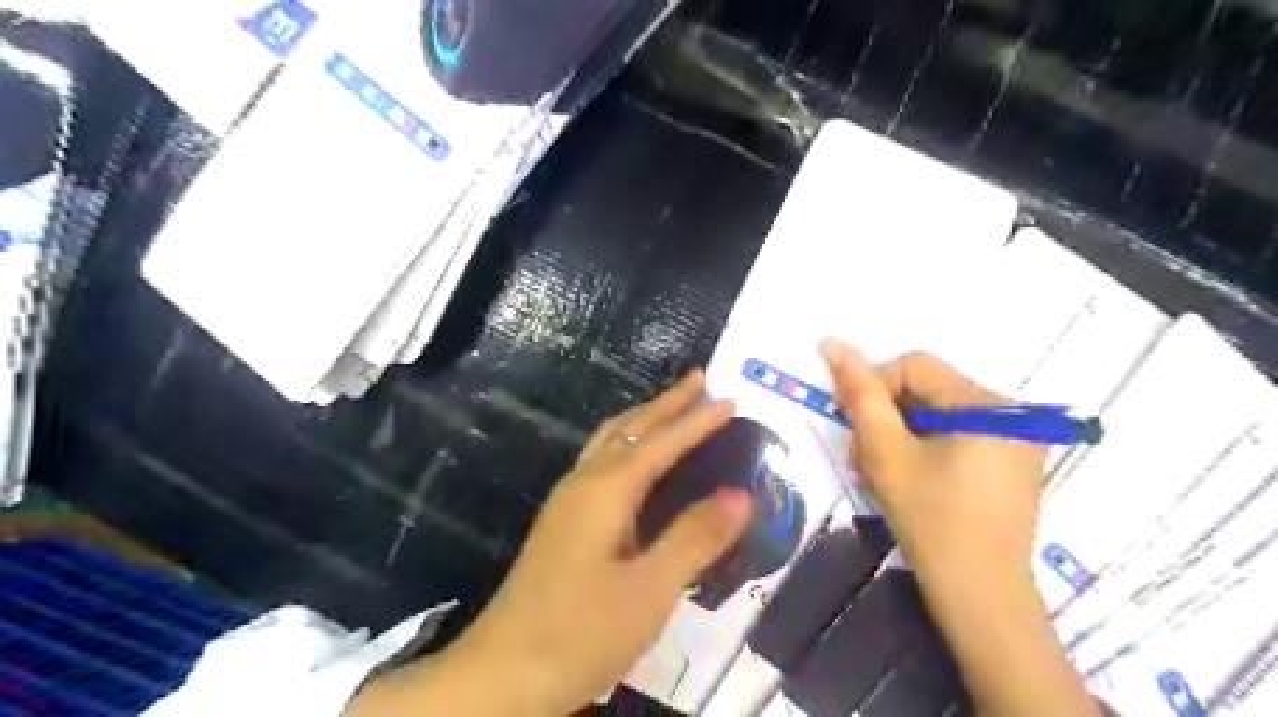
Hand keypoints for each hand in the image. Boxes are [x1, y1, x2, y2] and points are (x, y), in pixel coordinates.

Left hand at [346, 374, 749, 712]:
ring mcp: (568, 501)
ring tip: (672, 407)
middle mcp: (584, 482)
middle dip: (667, 403)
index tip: (730, 398)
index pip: (661, 442)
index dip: (697, 420)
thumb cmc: (581, 631)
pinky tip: (635, 460)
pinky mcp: (563, 521)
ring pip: (610, 440)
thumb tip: (742, 494)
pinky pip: (601, 461)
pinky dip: (628, 443)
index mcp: (606, 490)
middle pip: (630, 428)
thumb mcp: (650, 589)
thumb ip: (695, 537)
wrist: (503, 672)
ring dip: (644, 419)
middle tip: (700, 379)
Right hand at [819, 340, 1047, 599]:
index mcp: (988, 405)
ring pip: (934, 415)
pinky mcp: (1008, 464)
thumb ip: (860, 394)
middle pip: (926, 390)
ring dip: (897, 436)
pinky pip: (953, 437)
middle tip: (861, 456)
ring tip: (876, 473)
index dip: (873, 386)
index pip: (914, 366)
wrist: (979, 599)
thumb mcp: (886, 453)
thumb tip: (833, 342)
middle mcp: (1010, 414)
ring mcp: (1013, 440)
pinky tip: (904, 479)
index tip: (848, 421)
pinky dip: (920, 450)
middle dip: (884, 418)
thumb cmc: (932, 522)